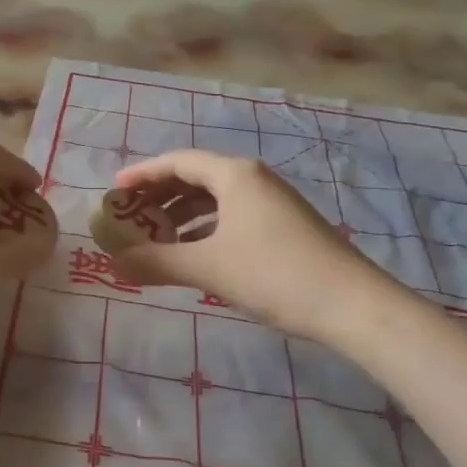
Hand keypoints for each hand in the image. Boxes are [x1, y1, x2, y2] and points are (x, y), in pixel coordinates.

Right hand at [111, 150, 373, 340]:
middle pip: (196, 177)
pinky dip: (206, 229)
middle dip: (160, 196)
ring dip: (182, 215)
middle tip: (131, 217)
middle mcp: (253, 179)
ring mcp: (272, 202)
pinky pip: (232, 216)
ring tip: (156, 238)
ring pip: (215, 199)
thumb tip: (114, 263)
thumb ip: (157, 262)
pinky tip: (195, 253)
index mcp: (234, 175)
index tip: (114, 191)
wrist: (352, 304)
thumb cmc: (274, 274)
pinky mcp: (284, 225)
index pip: (177, 162)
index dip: (142, 174)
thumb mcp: (208, 268)